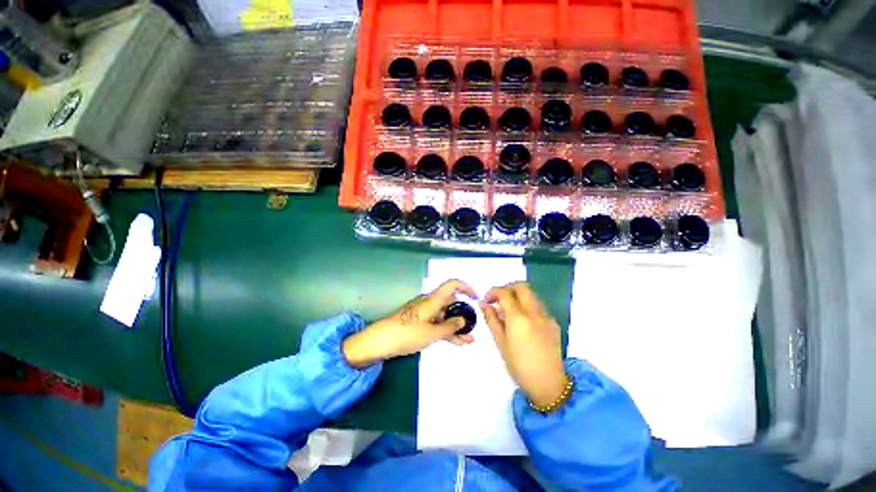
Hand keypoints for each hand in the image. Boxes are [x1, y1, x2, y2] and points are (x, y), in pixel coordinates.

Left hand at [343, 280, 476, 367]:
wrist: (381, 341)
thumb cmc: (408, 333)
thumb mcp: (432, 333)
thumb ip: (450, 326)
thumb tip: (463, 320)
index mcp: (433, 299)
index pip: (452, 285)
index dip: (466, 288)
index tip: (475, 298)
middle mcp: (430, 302)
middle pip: (450, 302)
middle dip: (463, 314)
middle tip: (472, 328)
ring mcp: (424, 312)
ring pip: (444, 316)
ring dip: (455, 326)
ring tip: (468, 340)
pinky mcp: (419, 321)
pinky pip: (437, 323)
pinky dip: (445, 330)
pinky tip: (456, 341)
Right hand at [482, 282, 568, 407]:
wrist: (548, 384)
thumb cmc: (519, 365)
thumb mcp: (500, 342)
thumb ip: (491, 319)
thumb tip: (484, 304)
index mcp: (518, 318)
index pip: (505, 293)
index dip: (493, 292)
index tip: (487, 300)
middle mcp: (534, 312)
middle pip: (521, 286)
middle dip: (507, 288)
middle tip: (498, 299)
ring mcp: (546, 316)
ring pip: (531, 295)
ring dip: (518, 295)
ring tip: (509, 310)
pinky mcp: (553, 323)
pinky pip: (538, 306)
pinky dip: (527, 305)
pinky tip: (522, 321)